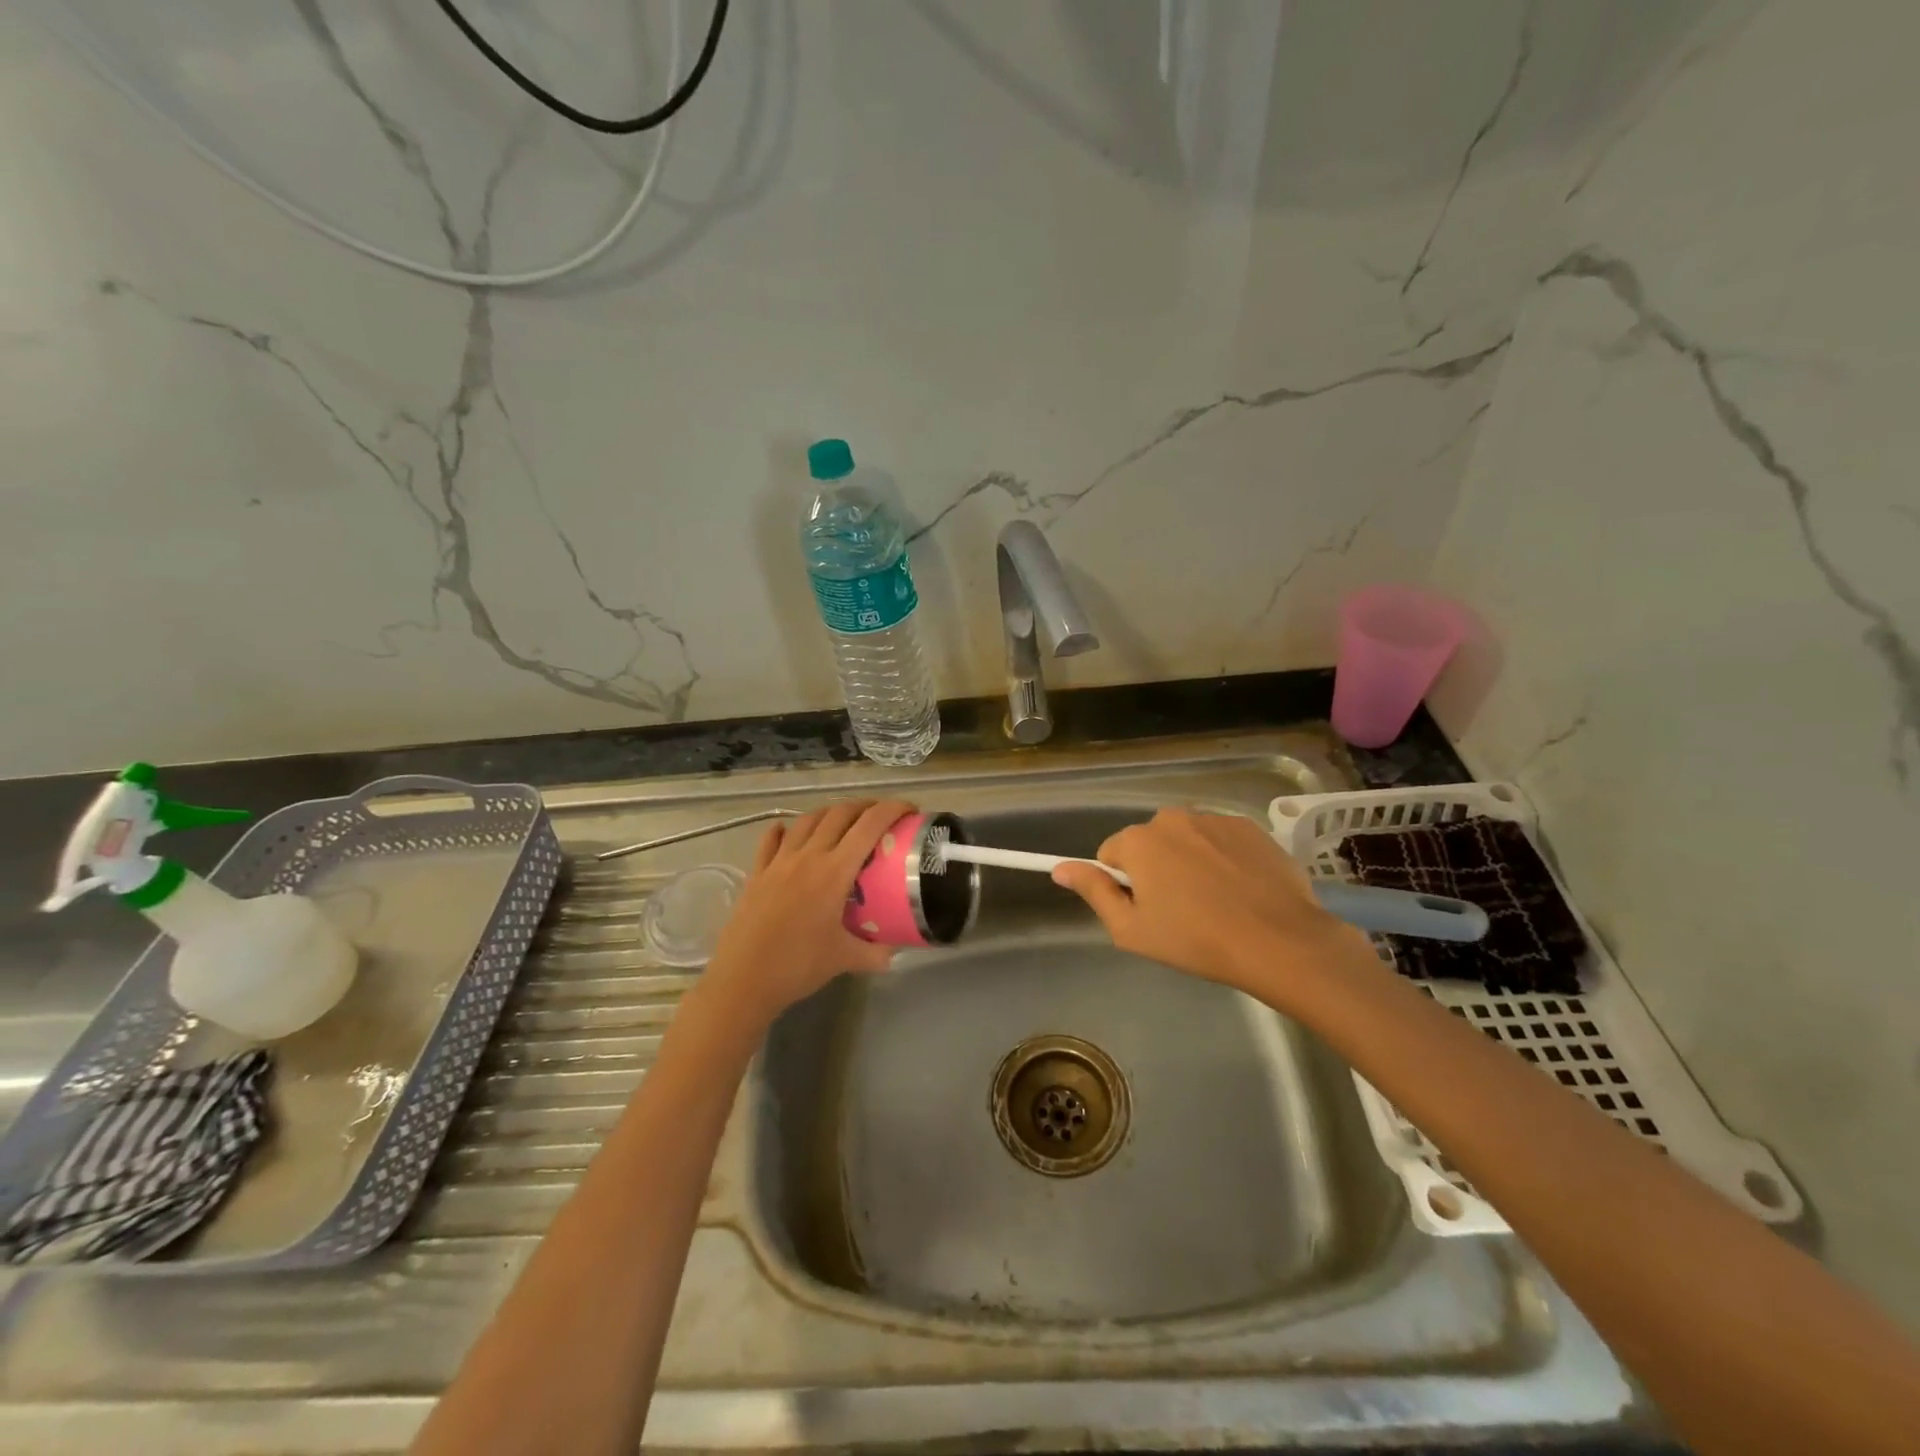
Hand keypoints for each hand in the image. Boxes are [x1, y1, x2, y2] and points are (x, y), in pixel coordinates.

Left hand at [698, 799, 914, 1029]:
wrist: (743, 980)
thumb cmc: (798, 966)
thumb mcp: (844, 960)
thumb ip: (875, 953)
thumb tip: (894, 951)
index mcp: (834, 872)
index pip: (869, 826)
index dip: (892, 810)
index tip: (909, 809)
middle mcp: (808, 857)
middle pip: (839, 814)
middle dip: (864, 806)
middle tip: (881, 816)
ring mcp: (779, 862)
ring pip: (807, 820)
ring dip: (830, 812)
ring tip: (843, 821)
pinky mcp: (757, 873)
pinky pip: (771, 840)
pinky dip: (785, 830)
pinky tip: (789, 831)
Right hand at [1051, 808, 1370, 1007]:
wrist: (1279, 941)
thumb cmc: (1195, 940)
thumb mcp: (1131, 929)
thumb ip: (1093, 891)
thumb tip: (1060, 867)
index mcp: (1139, 841)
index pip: (1111, 855)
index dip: (1124, 885)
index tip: (1147, 912)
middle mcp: (1172, 817)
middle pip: (1149, 843)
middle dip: (1156, 869)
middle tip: (1180, 911)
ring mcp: (1214, 818)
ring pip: (1186, 839)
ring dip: (1189, 862)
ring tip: (1215, 902)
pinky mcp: (1249, 827)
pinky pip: (1220, 839)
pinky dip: (1222, 859)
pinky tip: (1240, 890)